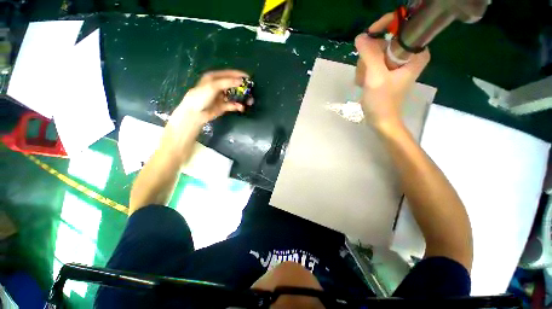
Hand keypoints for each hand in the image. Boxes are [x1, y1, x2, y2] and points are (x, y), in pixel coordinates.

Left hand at [168, 70, 250, 127]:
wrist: (194, 113)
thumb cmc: (201, 95)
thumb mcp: (214, 85)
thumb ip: (228, 82)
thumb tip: (241, 81)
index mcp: (214, 77)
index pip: (229, 73)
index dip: (239, 75)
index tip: (249, 77)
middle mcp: (218, 85)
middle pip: (233, 84)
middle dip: (242, 87)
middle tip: (251, 90)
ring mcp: (220, 96)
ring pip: (234, 95)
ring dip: (242, 97)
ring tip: (250, 101)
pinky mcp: (221, 106)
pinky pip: (231, 104)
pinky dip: (237, 105)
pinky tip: (241, 107)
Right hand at [354, 13, 429, 128]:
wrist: (383, 124)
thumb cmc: (384, 102)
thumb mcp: (376, 76)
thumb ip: (370, 53)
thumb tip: (362, 37)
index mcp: (411, 61)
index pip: (412, 36)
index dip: (398, 27)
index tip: (382, 29)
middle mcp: (406, 61)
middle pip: (390, 41)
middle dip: (374, 48)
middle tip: (366, 61)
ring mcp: (396, 66)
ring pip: (379, 50)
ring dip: (367, 60)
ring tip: (364, 77)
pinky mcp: (388, 71)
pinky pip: (375, 58)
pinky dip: (367, 66)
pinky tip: (364, 79)